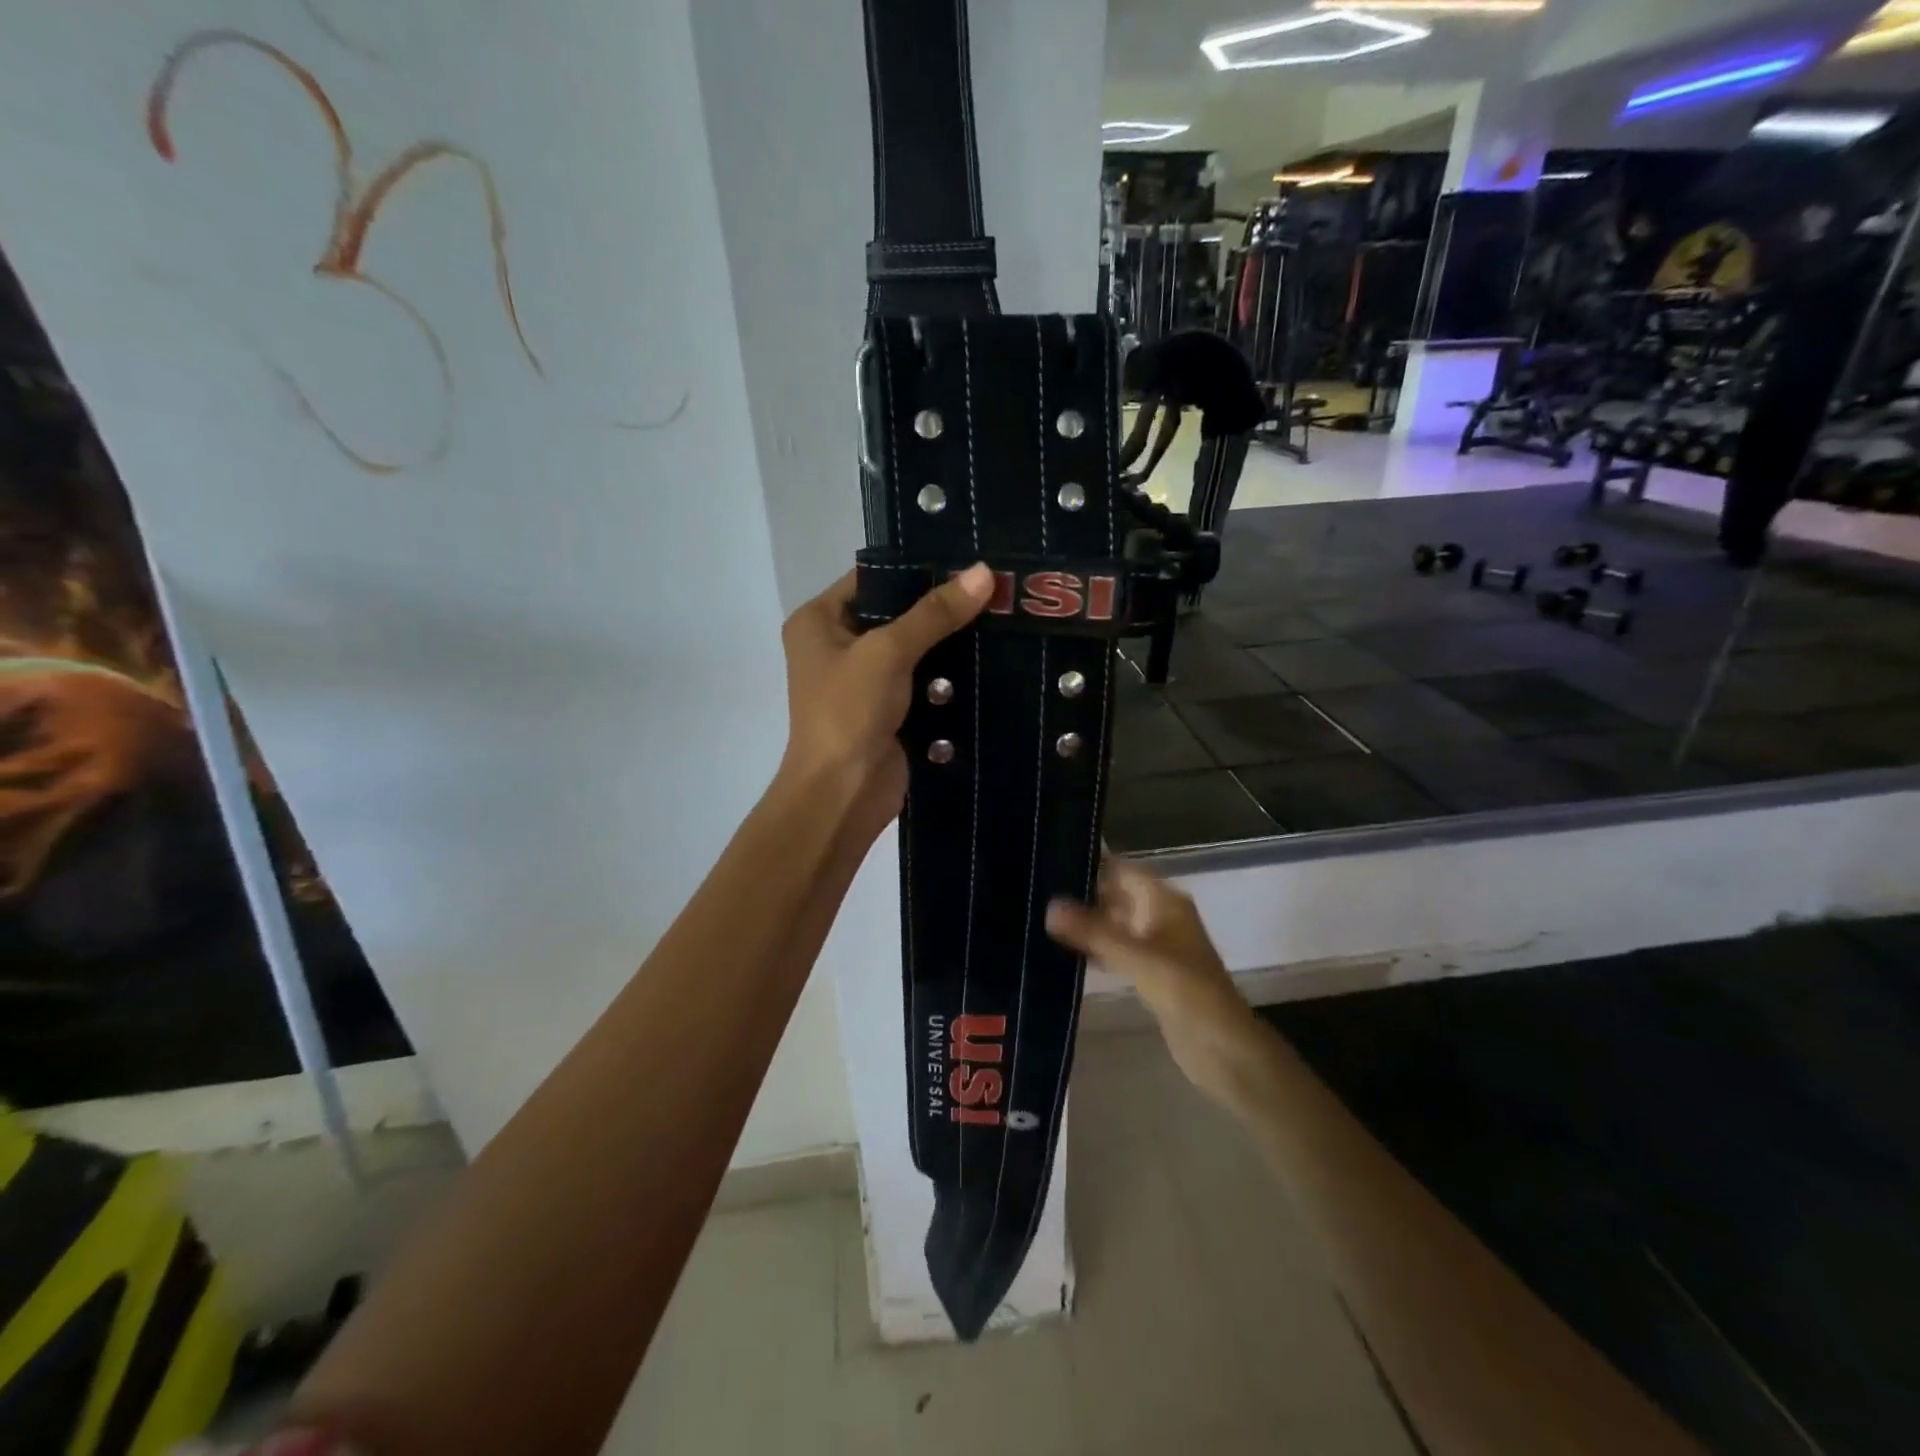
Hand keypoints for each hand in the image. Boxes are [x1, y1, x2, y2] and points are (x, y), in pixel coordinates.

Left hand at [778, 562, 994, 843]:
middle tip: (994, 586)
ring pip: (914, 649)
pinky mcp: (889, 710)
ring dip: (950, 641)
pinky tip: (991, 657)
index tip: (967, 558)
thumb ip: (934, 613)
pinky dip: (950, 675)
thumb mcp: (888, 651)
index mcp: (819, 621)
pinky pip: (924, 681)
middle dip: (940, 605)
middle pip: (895, 612)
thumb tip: (983, 572)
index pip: (871, 578)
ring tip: (1002, 616)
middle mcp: (837, 645)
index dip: (916, 567)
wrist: (842, 794)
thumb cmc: (848, 711)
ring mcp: (864, 681)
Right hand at [1046, 857, 1256, 1105]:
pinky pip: (1117, 950)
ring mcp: (1157, 945)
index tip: (1049, 863)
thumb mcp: (1136, 957)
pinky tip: (1066, 952)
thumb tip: (1049, 905)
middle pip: (1117, 894)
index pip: (1121, 869)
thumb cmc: (1184, 991)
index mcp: (1164, 900)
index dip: (1090, 864)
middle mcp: (1161, 915)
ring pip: (1115, 923)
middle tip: (1037, 892)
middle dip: (1082, 895)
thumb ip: (1092, 931)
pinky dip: (1096, 948)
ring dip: (1087, 923)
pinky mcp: (1151, 973)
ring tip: (1042, 918)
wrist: (1222, 1047)